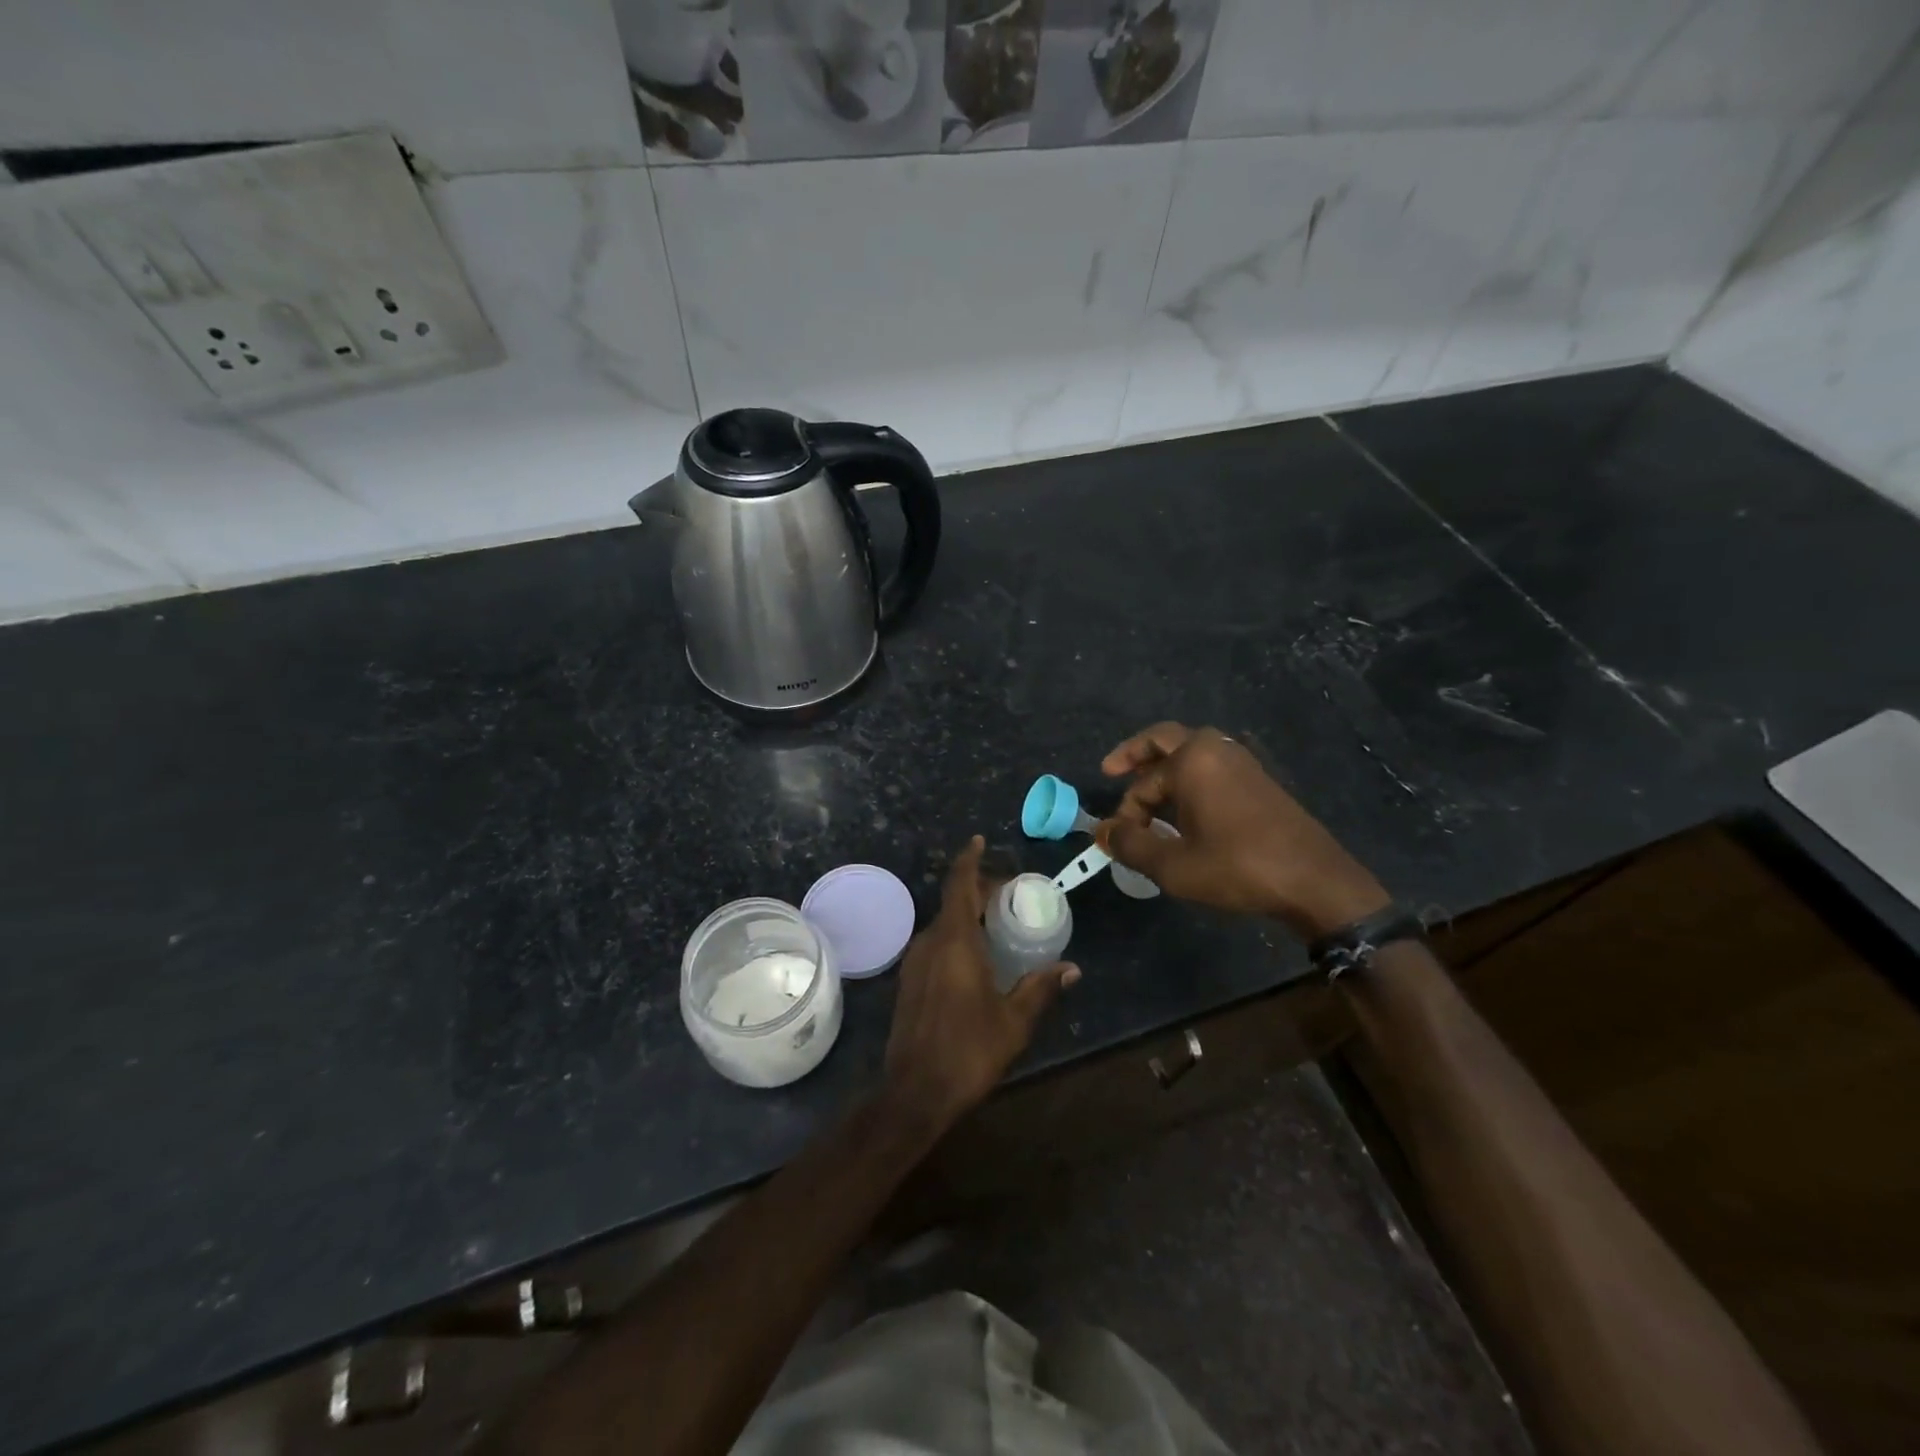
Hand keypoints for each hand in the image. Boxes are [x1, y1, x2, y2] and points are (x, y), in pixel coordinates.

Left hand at [882, 836, 1079, 1133]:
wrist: (914, 1093)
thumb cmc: (968, 1051)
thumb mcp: (1014, 1022)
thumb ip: (1041, 989)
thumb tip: (1072, 969)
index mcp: (954, 942)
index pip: (959, 884)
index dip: (969, 859)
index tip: (980, 840)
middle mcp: (930, 942)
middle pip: (953, 901)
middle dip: (979, 889)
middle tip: (1010, 894)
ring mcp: (914, 962)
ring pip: (943, 923)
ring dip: (967, 914)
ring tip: (998, 922)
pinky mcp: (909, 981)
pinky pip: (936, 943)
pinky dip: (957, 935)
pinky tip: (977, 956)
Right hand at [1095, 723, 1390, 939]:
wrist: (1314, 881)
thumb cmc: (1237, 867)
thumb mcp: (1173, 865)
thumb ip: (1131, 845)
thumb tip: (1103, 832)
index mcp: (1192, 760)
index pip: (1142, 783)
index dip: (1125, 812)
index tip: (1118, 840)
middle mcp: (1216, 750)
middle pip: (1164, 739)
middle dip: (1136, 755)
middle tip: (1112, 771)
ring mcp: (1241, 762)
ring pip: (1190, 752)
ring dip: (1164, 768)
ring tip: (1147, 796)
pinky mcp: (1258, 781)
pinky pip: (1212, 767)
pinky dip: (1189, 777)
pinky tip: (1185, 809)